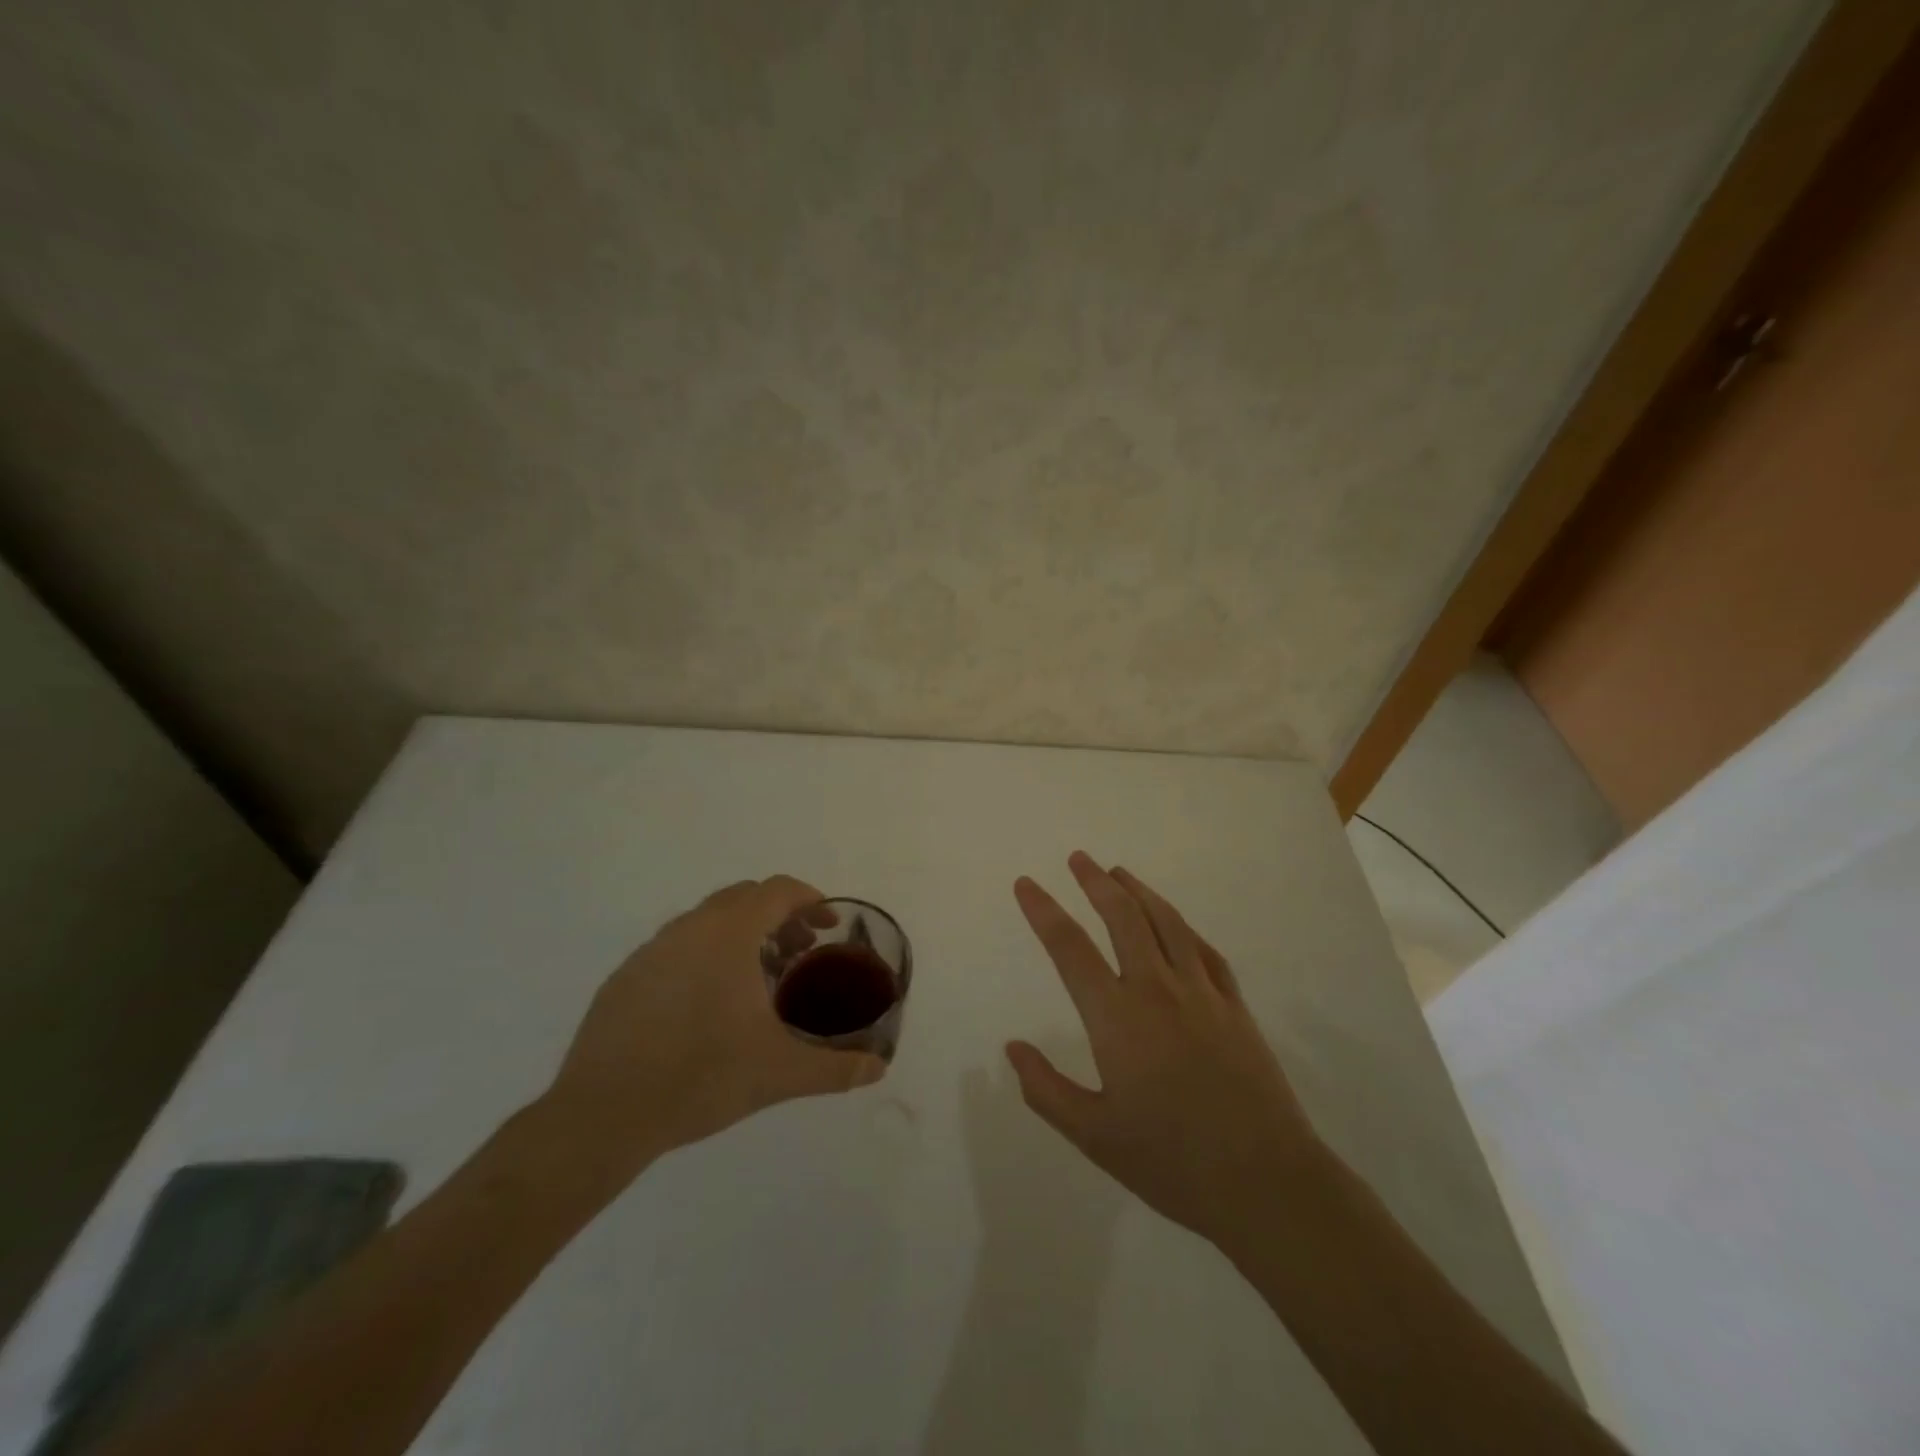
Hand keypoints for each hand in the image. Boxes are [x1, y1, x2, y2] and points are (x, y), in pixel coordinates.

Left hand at [544, 876, 885, 1179]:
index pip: (778, 891)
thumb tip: (879, 1069)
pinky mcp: (624, 977)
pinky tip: (707, 1007)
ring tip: (758, 981)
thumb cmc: (701, 1077)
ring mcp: (650, 950)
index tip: (828, 927)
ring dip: (741, 936)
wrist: (603, 1116)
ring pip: (707, 922)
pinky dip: (705, 956)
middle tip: (800, 954)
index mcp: (728, 933)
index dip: (810, 901)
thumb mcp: (779, 1073)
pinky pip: (677, 948)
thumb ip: (836, 1068)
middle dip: (779, 917)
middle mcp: (688, 928)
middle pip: (744, 898)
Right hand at [1006, 852, 1322, 1248]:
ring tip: (1118, 872)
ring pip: (1166, 923)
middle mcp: (1157, 990)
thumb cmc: (1172, 1162)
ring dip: (1139, 891)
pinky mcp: (1235, 1006)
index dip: (1043, 911)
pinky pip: (1204, 950)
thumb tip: (1013, 1047)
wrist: (1267, 1184)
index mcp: (1117, 1018)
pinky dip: (1182, 926)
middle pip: (1123, 918)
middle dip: (1095, 883)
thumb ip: (1046, 1090)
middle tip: (1078, 858)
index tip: (1025, 884)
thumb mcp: (1094, 1137)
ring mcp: (1202, 994)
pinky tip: (1174, 923)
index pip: (1069, 949)